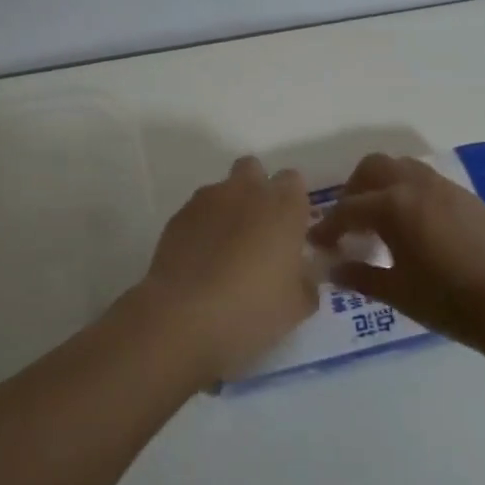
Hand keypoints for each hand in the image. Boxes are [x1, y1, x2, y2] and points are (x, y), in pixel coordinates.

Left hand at [132, 157, 318, 384]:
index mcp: (283, 206)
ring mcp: (206, 201)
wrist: (183, 316)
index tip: (291, 229)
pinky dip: (201, 227)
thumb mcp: (298, 306)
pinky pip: (196, 211)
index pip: (293, 180)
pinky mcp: (177, 217)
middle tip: (258, 230)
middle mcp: (245, 192)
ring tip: (224, 249)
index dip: (292, 201)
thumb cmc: (252, 308)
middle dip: (256, 189)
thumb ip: (306, 280)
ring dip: (227, 208)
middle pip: (253, 169)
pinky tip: (200, 260)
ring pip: (222, 189)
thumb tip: (302, 271)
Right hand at [306, 153, 484, 348]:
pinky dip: (411, 195)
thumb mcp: (396, 292)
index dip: (327, 227)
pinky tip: (417, 228)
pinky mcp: (469, 199)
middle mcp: (417, 186)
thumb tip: (333, 269)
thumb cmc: (447, 301)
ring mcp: (447, 189)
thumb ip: (359, 276)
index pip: (347, 209)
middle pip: (373, 168)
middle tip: (349, 222)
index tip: (316, 244)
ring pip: (404, 168)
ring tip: (382, 220)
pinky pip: (429, 183)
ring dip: (384, 186)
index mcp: (393, 206)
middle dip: (354, 191)